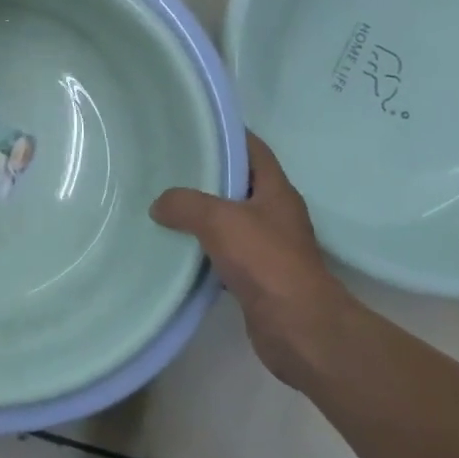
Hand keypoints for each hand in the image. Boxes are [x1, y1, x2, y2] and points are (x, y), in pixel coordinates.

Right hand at [151, 132, 358, 388]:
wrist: (299, 329)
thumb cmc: (266, 261)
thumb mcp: (219, 220)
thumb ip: (184, 204)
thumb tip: (159, 205)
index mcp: (276, 191)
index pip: (253, 149)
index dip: (227, 135)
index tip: (193, 129)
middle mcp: (275, 214)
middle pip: (238, 184)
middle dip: (205, 175)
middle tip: (167, 167)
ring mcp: (269, 247)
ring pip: (229, 220)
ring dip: (201, 214)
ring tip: (163, 204)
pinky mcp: (257, 277)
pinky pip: (224, 253)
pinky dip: (202, 249)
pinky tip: (176, 248)